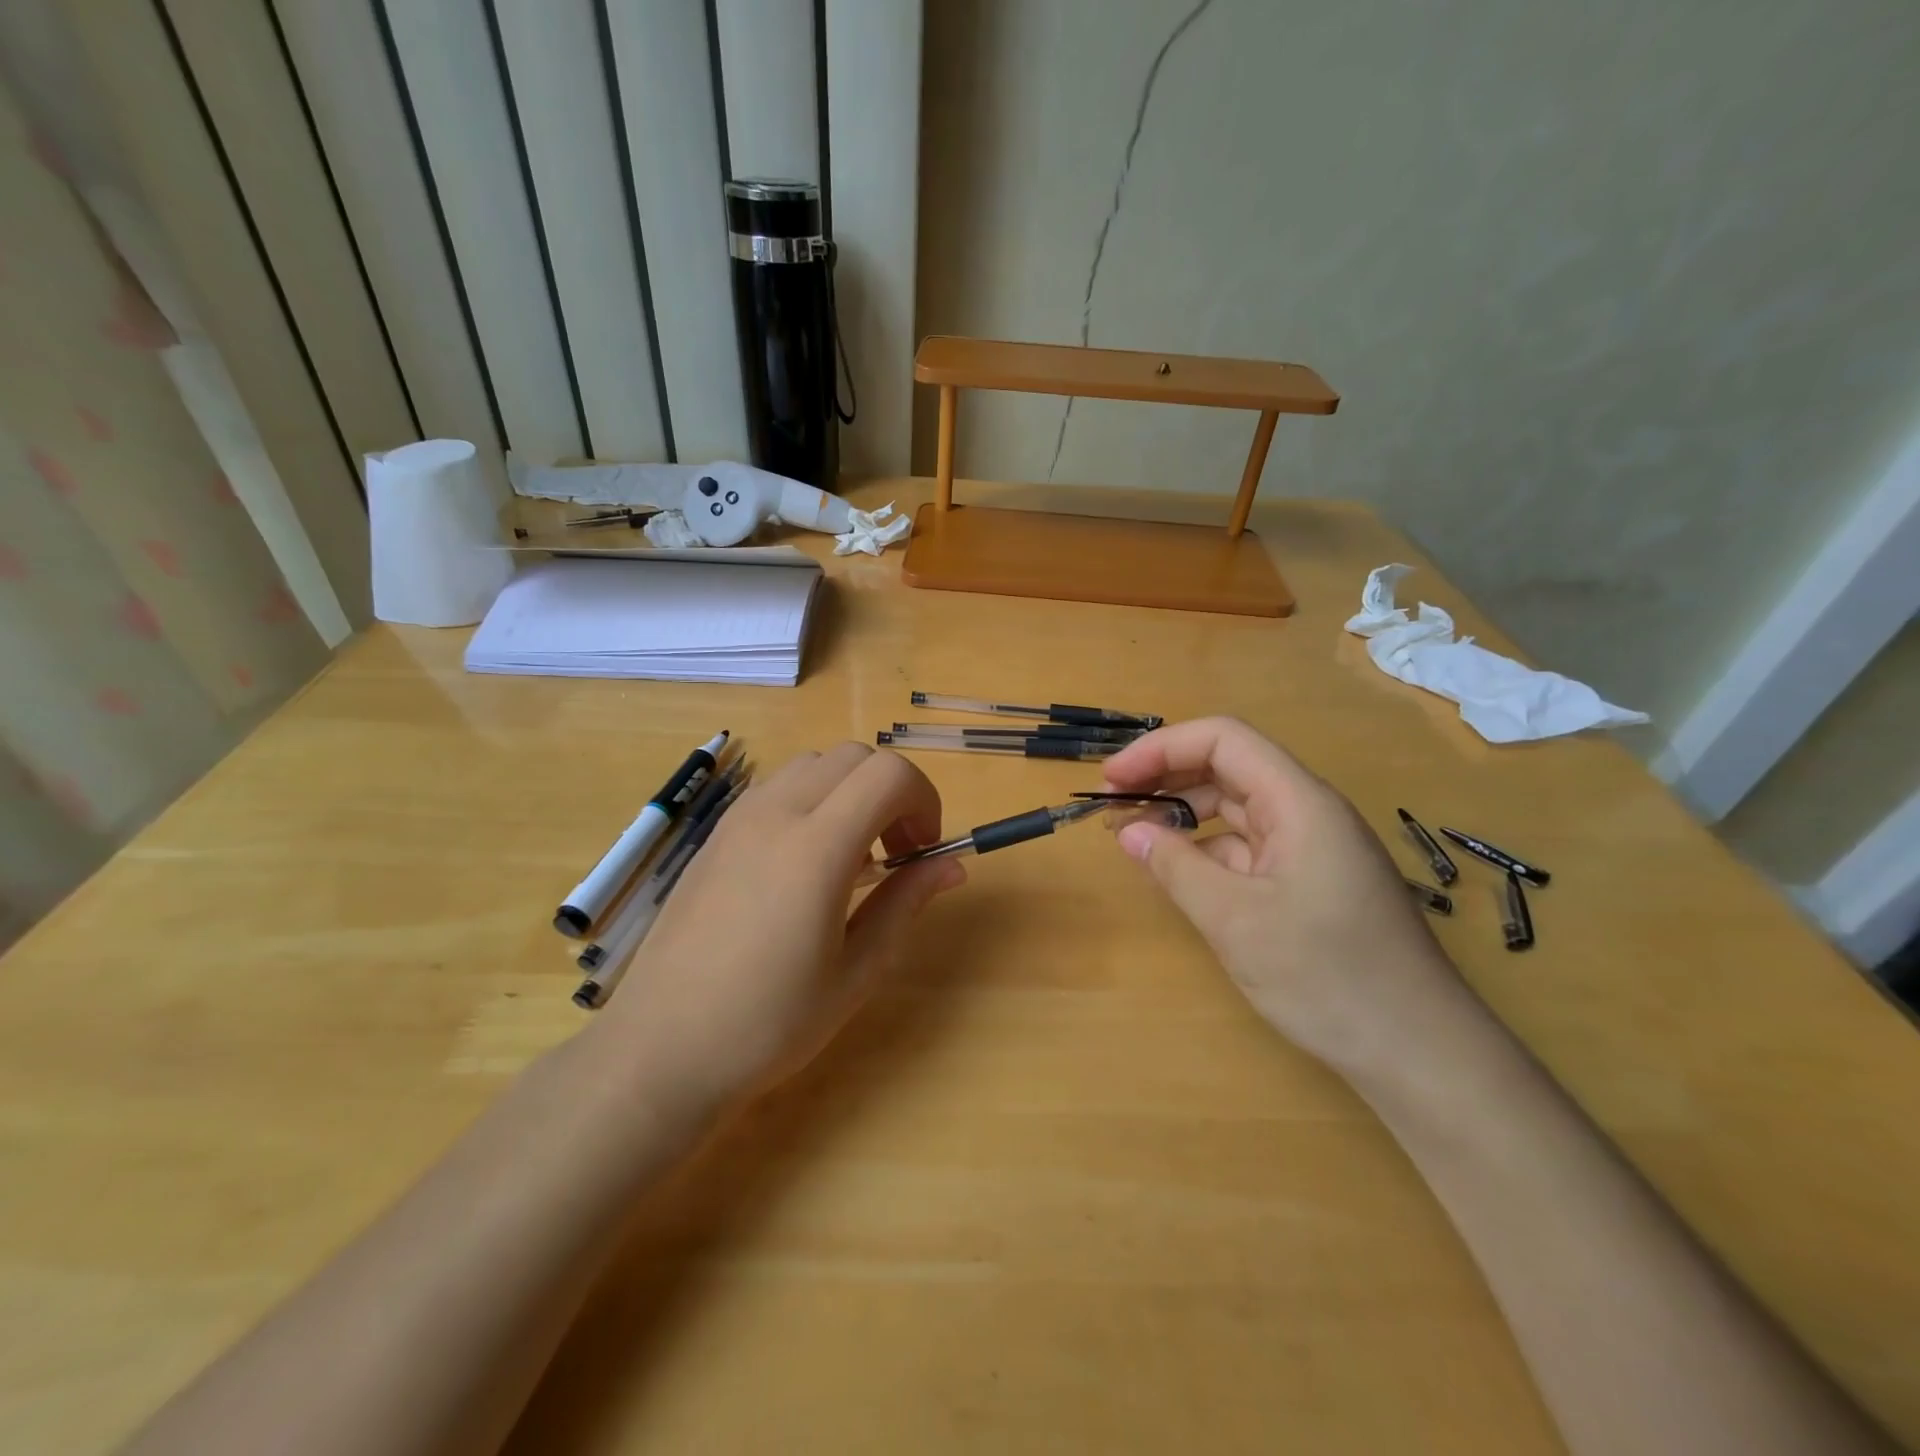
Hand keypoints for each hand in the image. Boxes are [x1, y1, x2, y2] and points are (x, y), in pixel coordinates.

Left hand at [594, 744, 963, 1111]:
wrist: (662, 1049)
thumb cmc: (768, 1023)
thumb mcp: (856, 972)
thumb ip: (906, 903)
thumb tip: (952, 865)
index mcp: (815, 849)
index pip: (889, 774)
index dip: (924, 799)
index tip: (924, 849)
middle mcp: (775, 814)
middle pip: (854, 756)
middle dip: (892, 791)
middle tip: (897, 852)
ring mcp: (738, 819)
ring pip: (814, 763)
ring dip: (850, 791)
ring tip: (851, 856)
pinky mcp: (715, 834)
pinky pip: (778, 786)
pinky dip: (812, 799)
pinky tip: (804, 863)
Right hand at [1101, 717, 1469, 1075]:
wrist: (1419, 1052)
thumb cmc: (1327, 976)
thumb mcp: (1234, 919)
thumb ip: (1175, 867)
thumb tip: (1128, 832)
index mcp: (1299, 802)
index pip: (1223, 740)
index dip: (1161, 748)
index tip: (1113, 779)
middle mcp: (1307, 813)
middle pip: (1228, 768)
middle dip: (1167, 778)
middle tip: (1112, 807)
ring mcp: (1311, 848)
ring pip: (1236, 809)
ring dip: (1183, 814)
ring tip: (1134, 837)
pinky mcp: (1309, 882)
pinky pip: (1248, 848)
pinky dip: (1206, 851)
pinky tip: (1178, 872)